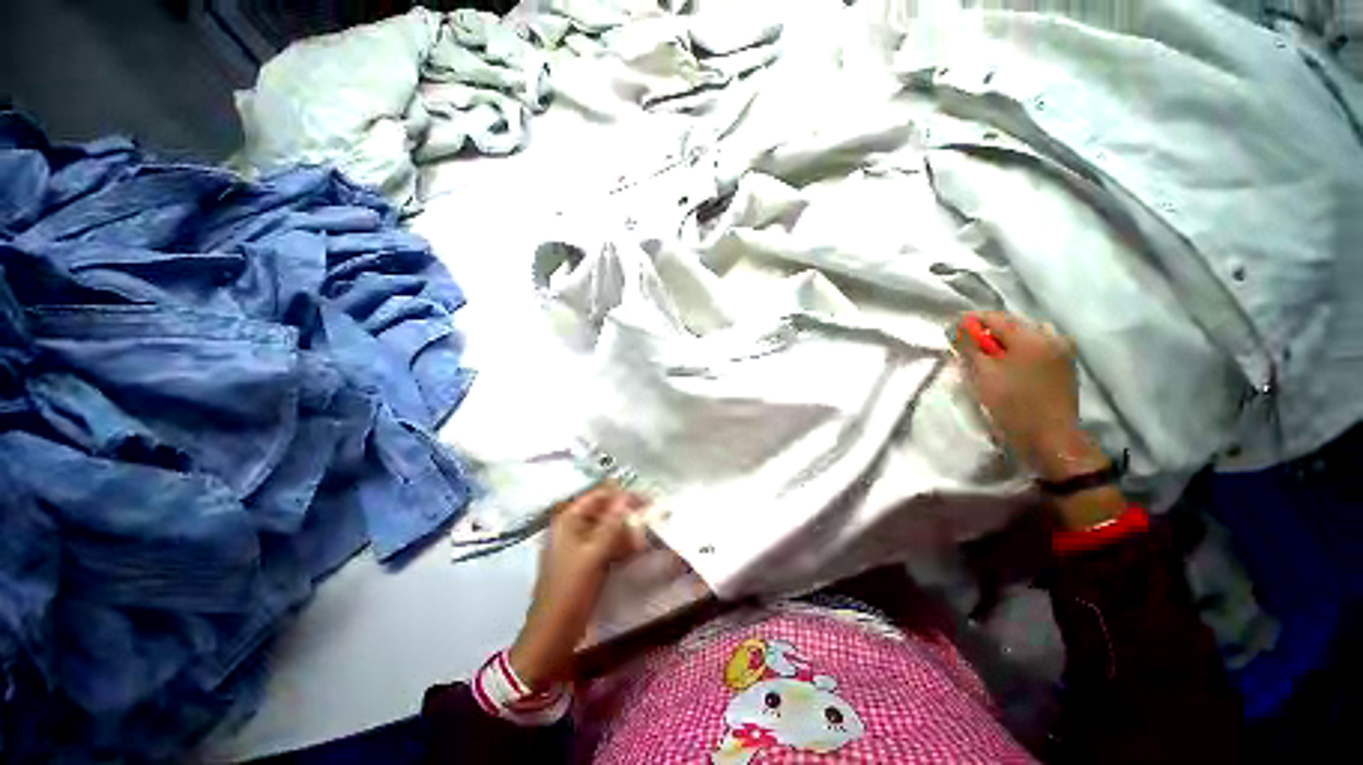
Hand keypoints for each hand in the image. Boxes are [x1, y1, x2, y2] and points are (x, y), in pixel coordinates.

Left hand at [509, 485, 647, 688]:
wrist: (552, 636)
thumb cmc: (569, 591)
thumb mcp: (593, 555)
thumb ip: (611, 524)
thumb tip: (627, 497)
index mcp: (569, 520)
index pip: (599, 495)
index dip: (622, 495)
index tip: (647, 501)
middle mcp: (574, 528)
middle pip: (605, 512)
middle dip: (627, 516)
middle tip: (649, 523)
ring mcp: (580, 546)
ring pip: (609, 529)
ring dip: (627, 533)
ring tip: (645, 541)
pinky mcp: (587, 562)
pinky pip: (608, 546)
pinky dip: (622, 547)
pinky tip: (637, 553)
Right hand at [955, 312, 1106, 481]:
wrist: (1050, 438)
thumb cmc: (1012, 404)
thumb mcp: (982, 373)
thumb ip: (968, 346)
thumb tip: (955, 326)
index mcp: (1032, 336)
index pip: (995, 317)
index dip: (970, 321)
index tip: (951, 328)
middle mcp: (1051, 337)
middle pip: (1011, 325)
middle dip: (987, 333)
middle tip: (966, 347)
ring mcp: (1062, 351)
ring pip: (1024, 337)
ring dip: (1003, 343)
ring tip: (987, 358)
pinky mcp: (1064, 366)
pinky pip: (1036, 348)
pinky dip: (1018, 352)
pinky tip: (1008, 366)